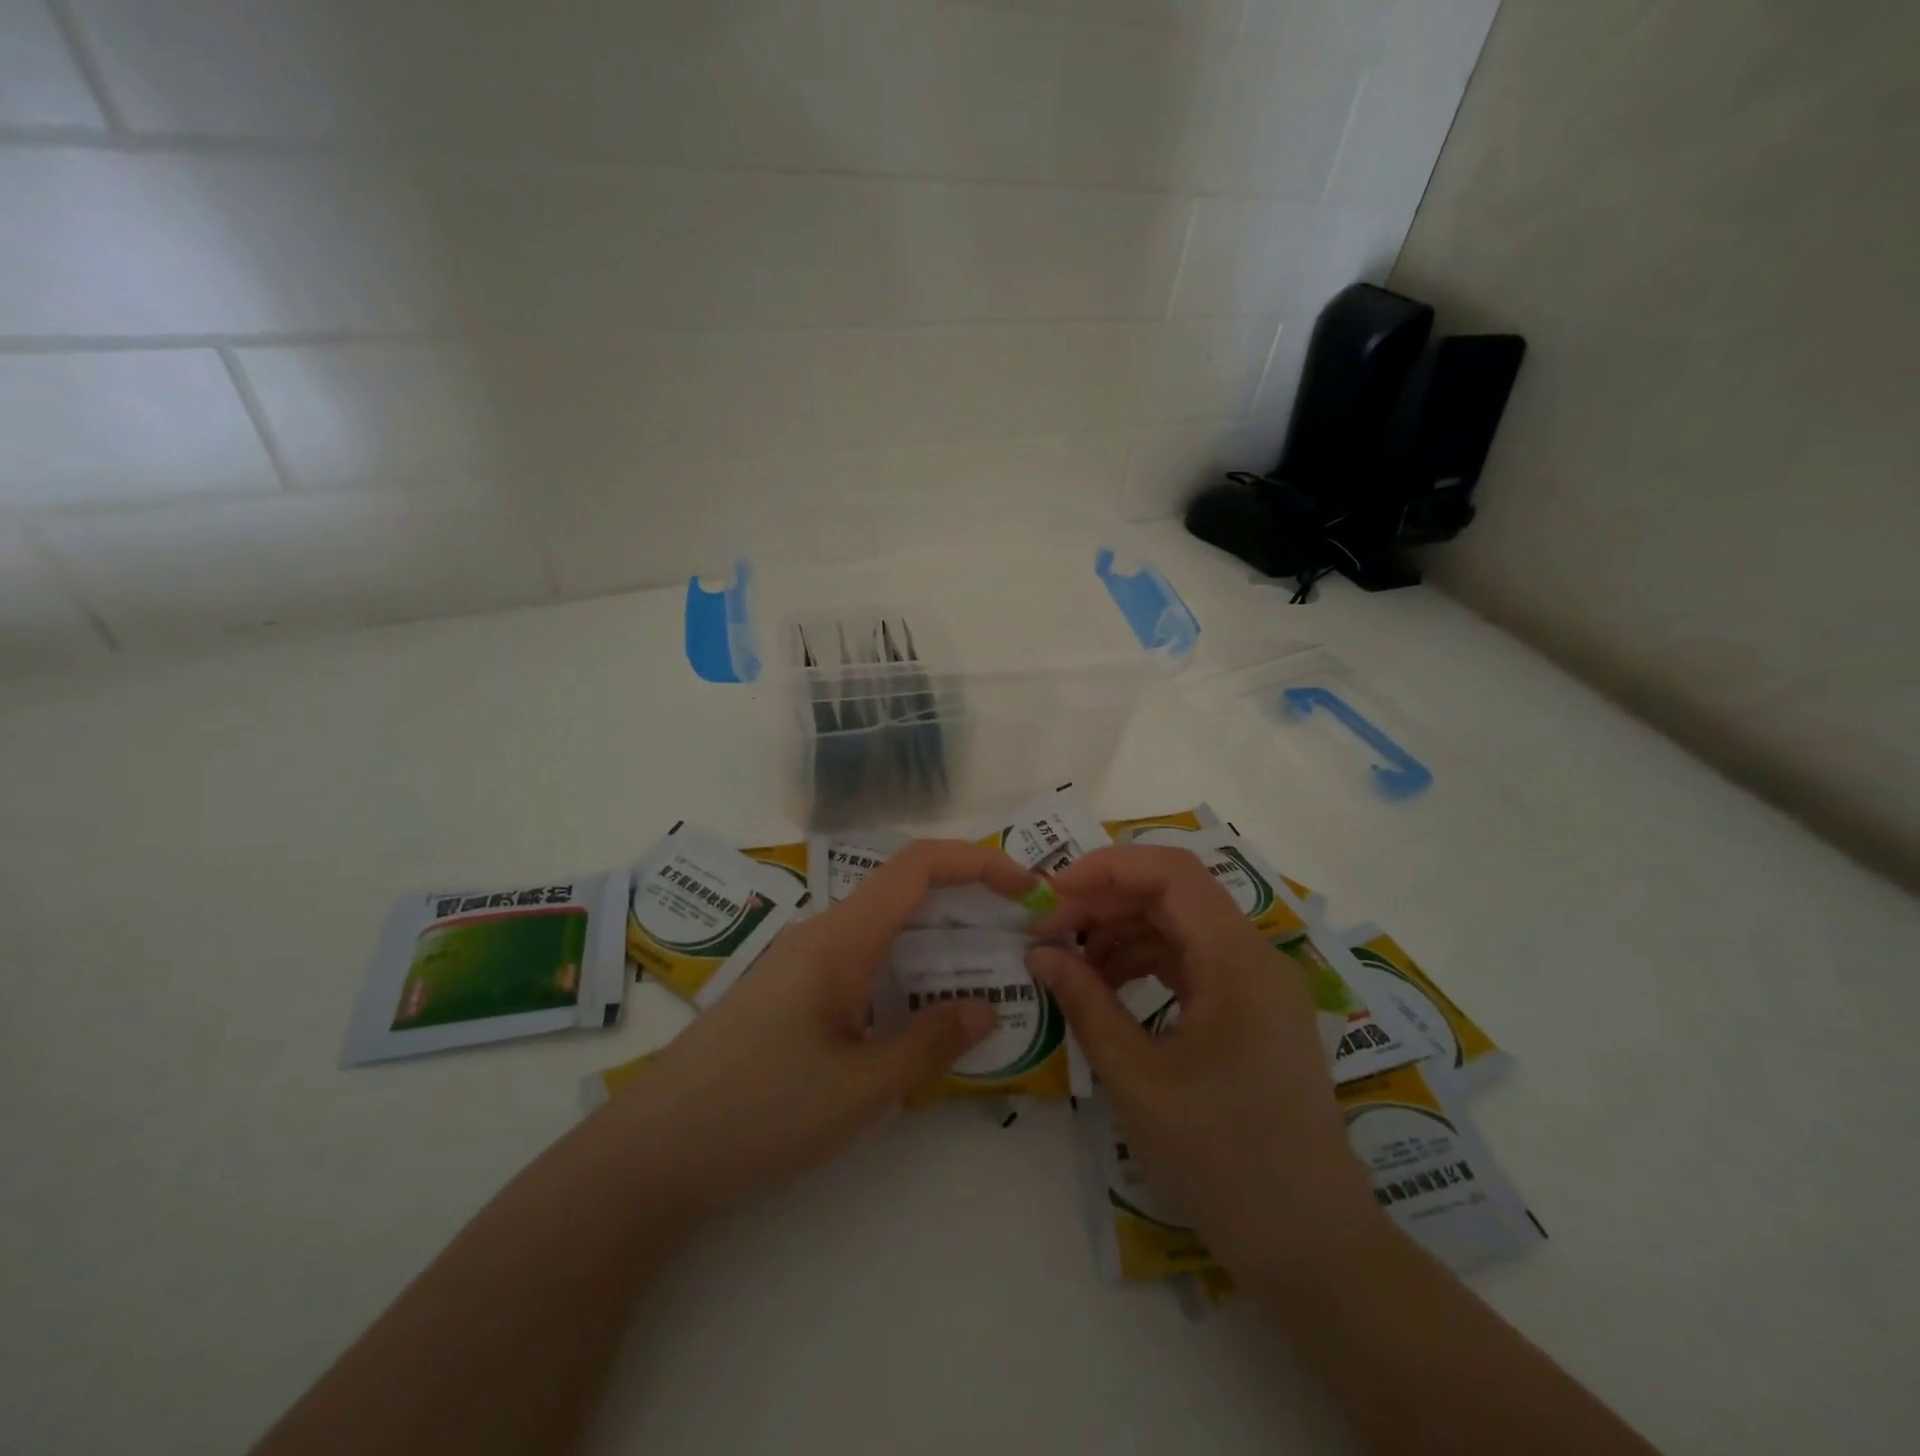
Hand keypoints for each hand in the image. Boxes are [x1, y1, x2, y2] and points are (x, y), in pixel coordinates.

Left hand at [606, 839, 1036, 1221]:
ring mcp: (804, 962)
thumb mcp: (859, 1087)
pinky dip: (907, 968)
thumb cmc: (758, 1112)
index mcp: (841, 937)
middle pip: (906, 889)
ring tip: (986, 973)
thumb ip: (929, 1043)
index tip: (1028, 889)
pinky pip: (864, 959)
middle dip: (969, 900)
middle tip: (1021, 934)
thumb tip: (987, 1008)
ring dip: (939, 938)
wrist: (651, 1154)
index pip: (918, 866)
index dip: (979, 862)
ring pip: (885, 927)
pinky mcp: (793, 992)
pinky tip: (922, 1012)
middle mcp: (823, 934)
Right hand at [1027, 845, 1381, 1279]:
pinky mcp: (1252, 1012)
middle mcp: (1254, 957)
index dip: (1105, 869)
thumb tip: (1039, 952)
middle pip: (1173, 894)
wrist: (1313, 1249)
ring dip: (1121, 931)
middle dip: (1105, 901)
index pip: (1170, 873)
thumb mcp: (1137, 1080)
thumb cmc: (1223, 1162)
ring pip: (1180, 925)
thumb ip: (1086, 1004)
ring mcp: (1258, 984)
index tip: (1049, 895)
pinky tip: (1107, 988)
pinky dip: (1145, 962)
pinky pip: (1192, 962)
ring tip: (1069, 963)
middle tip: (1047, 931)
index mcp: (1238, 960)